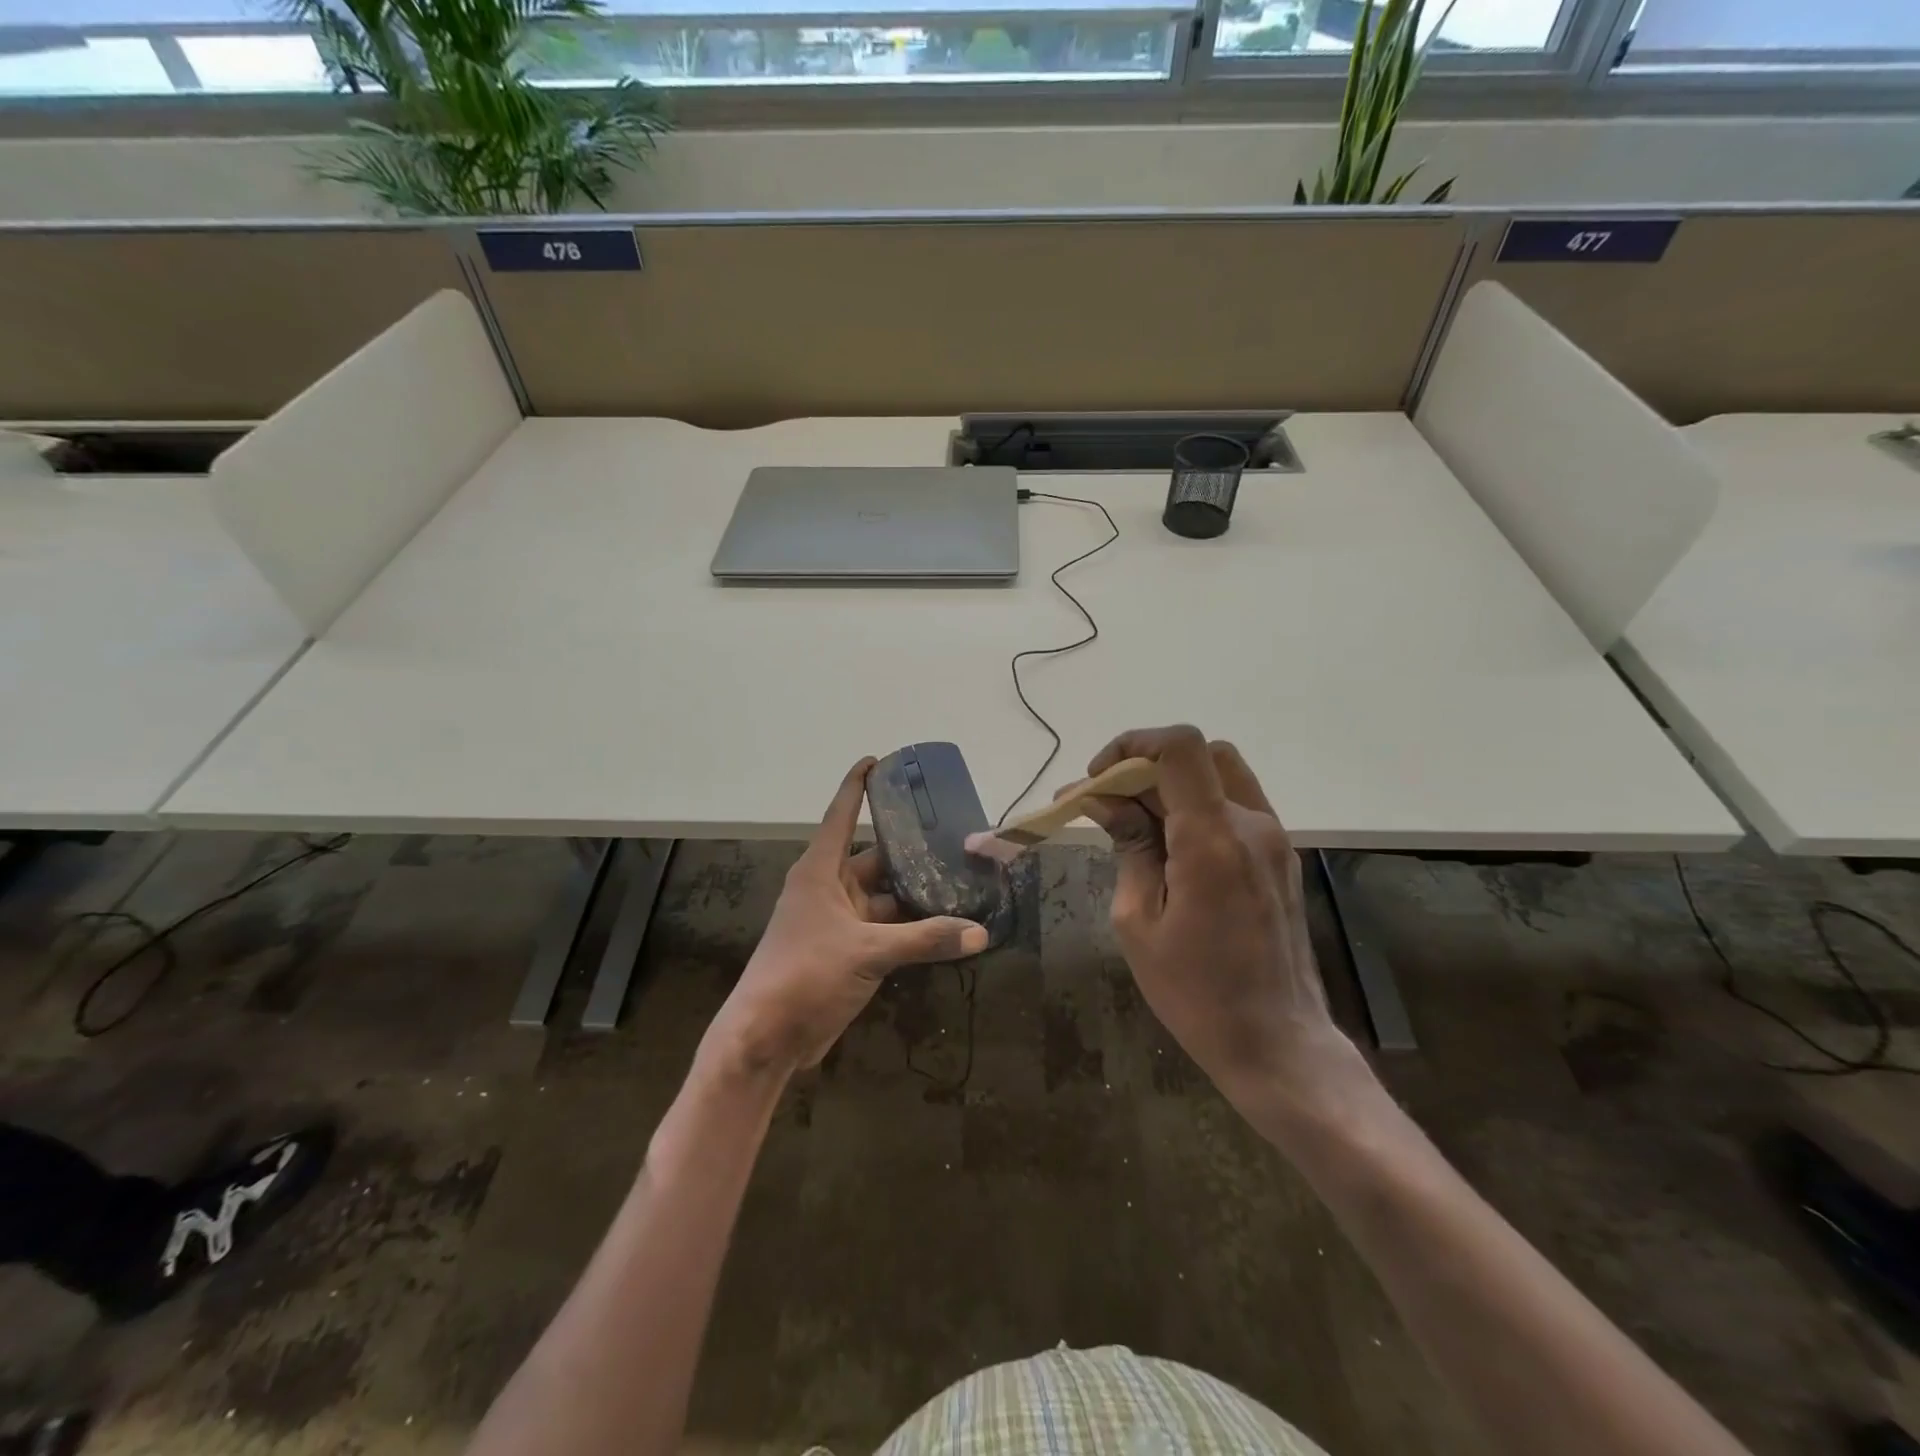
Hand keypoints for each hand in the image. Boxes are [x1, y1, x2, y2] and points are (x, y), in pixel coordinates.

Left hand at [710, 758, 989, 1076]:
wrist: (767, 1038)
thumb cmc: (805, 975)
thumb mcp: (867, 952)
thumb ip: (925, 940)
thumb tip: (981, 933)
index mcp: (821, 871)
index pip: (841, 815)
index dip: (857, 785)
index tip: (877, 759)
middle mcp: (831, 889)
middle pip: (876, 857)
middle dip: (911, 848)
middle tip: (955, 834)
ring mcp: (840, 922)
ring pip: (886, 896)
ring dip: (918, 892)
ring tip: (962, 877)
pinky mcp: (850, 952)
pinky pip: (888, 928)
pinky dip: (914, 927)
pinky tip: (948, 923)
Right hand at [1075, 725, 1351, 1104]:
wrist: (1278, 1043)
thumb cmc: (1196, 993)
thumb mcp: (1138, 921)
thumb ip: (1128, 848)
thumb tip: (1106, 803)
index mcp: (1212, 839)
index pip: (1179, 748)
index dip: (1131, 745)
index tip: (1097, 780)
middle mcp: (1252, 824)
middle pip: (1198, 754)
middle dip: (1143, 766)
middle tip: (1106, 804)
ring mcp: (1274, 839)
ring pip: (1219, 775)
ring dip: (1171, 783)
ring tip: (1133, 822)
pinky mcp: (1280, 857)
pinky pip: (1234, 806)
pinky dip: (1196, 805)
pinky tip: (1168, 844)